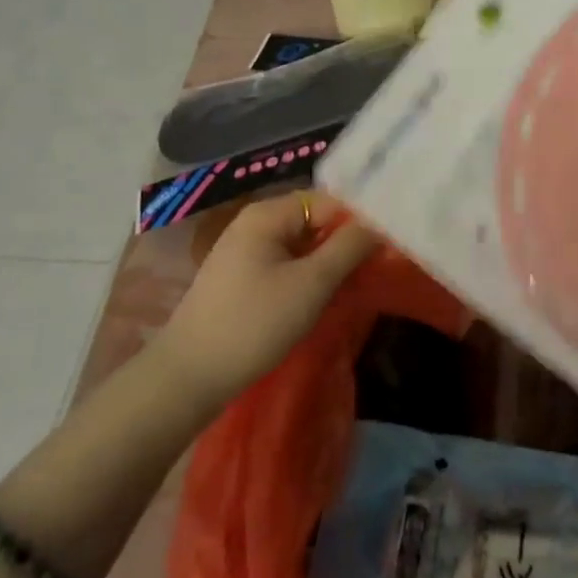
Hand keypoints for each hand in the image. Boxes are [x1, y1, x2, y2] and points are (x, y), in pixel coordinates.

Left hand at [153, 191, 377, 406]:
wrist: (189, 376)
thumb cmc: (254, 323)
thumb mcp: (312, 283)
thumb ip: (350, 247)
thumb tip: (380, 223)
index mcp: (268, 214)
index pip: (329, 200)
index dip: (360, 220)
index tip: (388, 246)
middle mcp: (255, 223)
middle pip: (315, 219)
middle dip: (346, 241)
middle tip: (377, 266)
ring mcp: (245, 250)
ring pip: (303, 244)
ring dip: (329, 261)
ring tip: (357, 283)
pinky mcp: (242, 277)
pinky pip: (287, 263)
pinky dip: (309, 275)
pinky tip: (325, 296)